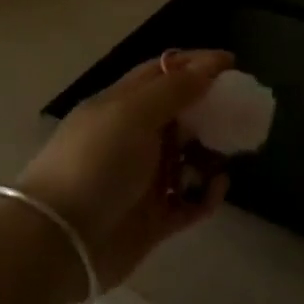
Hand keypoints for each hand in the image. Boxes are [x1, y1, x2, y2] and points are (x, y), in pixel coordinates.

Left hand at [16, 49, 233, 291]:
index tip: (232, 63)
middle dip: (210, 108)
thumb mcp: (132, 115)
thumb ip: (173, 89)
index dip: (195, 64)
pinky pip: (190, 201)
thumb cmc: (95, 163)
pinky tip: (217, 187)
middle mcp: (133, 137)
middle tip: (242, 109)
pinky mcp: (154, 218)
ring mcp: (143, 179)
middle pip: (179, 113)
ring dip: (211, 152)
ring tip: (231, 149)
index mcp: (121, 104)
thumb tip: (209, 65)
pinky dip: (207, 194)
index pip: (162, 73)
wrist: (61, 240)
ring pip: (188, 157)